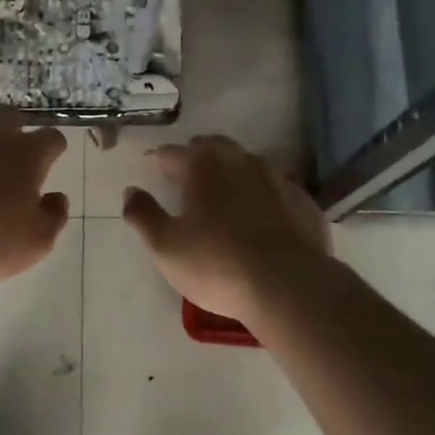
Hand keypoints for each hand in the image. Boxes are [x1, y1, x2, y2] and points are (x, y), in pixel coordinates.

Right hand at [122, 136, 329, 323]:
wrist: (289, 286)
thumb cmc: (217, 264)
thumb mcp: (165, 245)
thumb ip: (143, 214)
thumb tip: (130, 191)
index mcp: (204, 166)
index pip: (173, 152)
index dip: (159, 160)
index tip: (151, 168)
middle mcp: (241, 161)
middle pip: (214, 148)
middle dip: (197, 157)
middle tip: (185, 176)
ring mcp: (278, 179)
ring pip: (248, 164)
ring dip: (231, 173)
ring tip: (222, 195)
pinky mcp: (303, 202)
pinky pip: (275, 189)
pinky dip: (261, 195)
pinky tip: (259, 216)